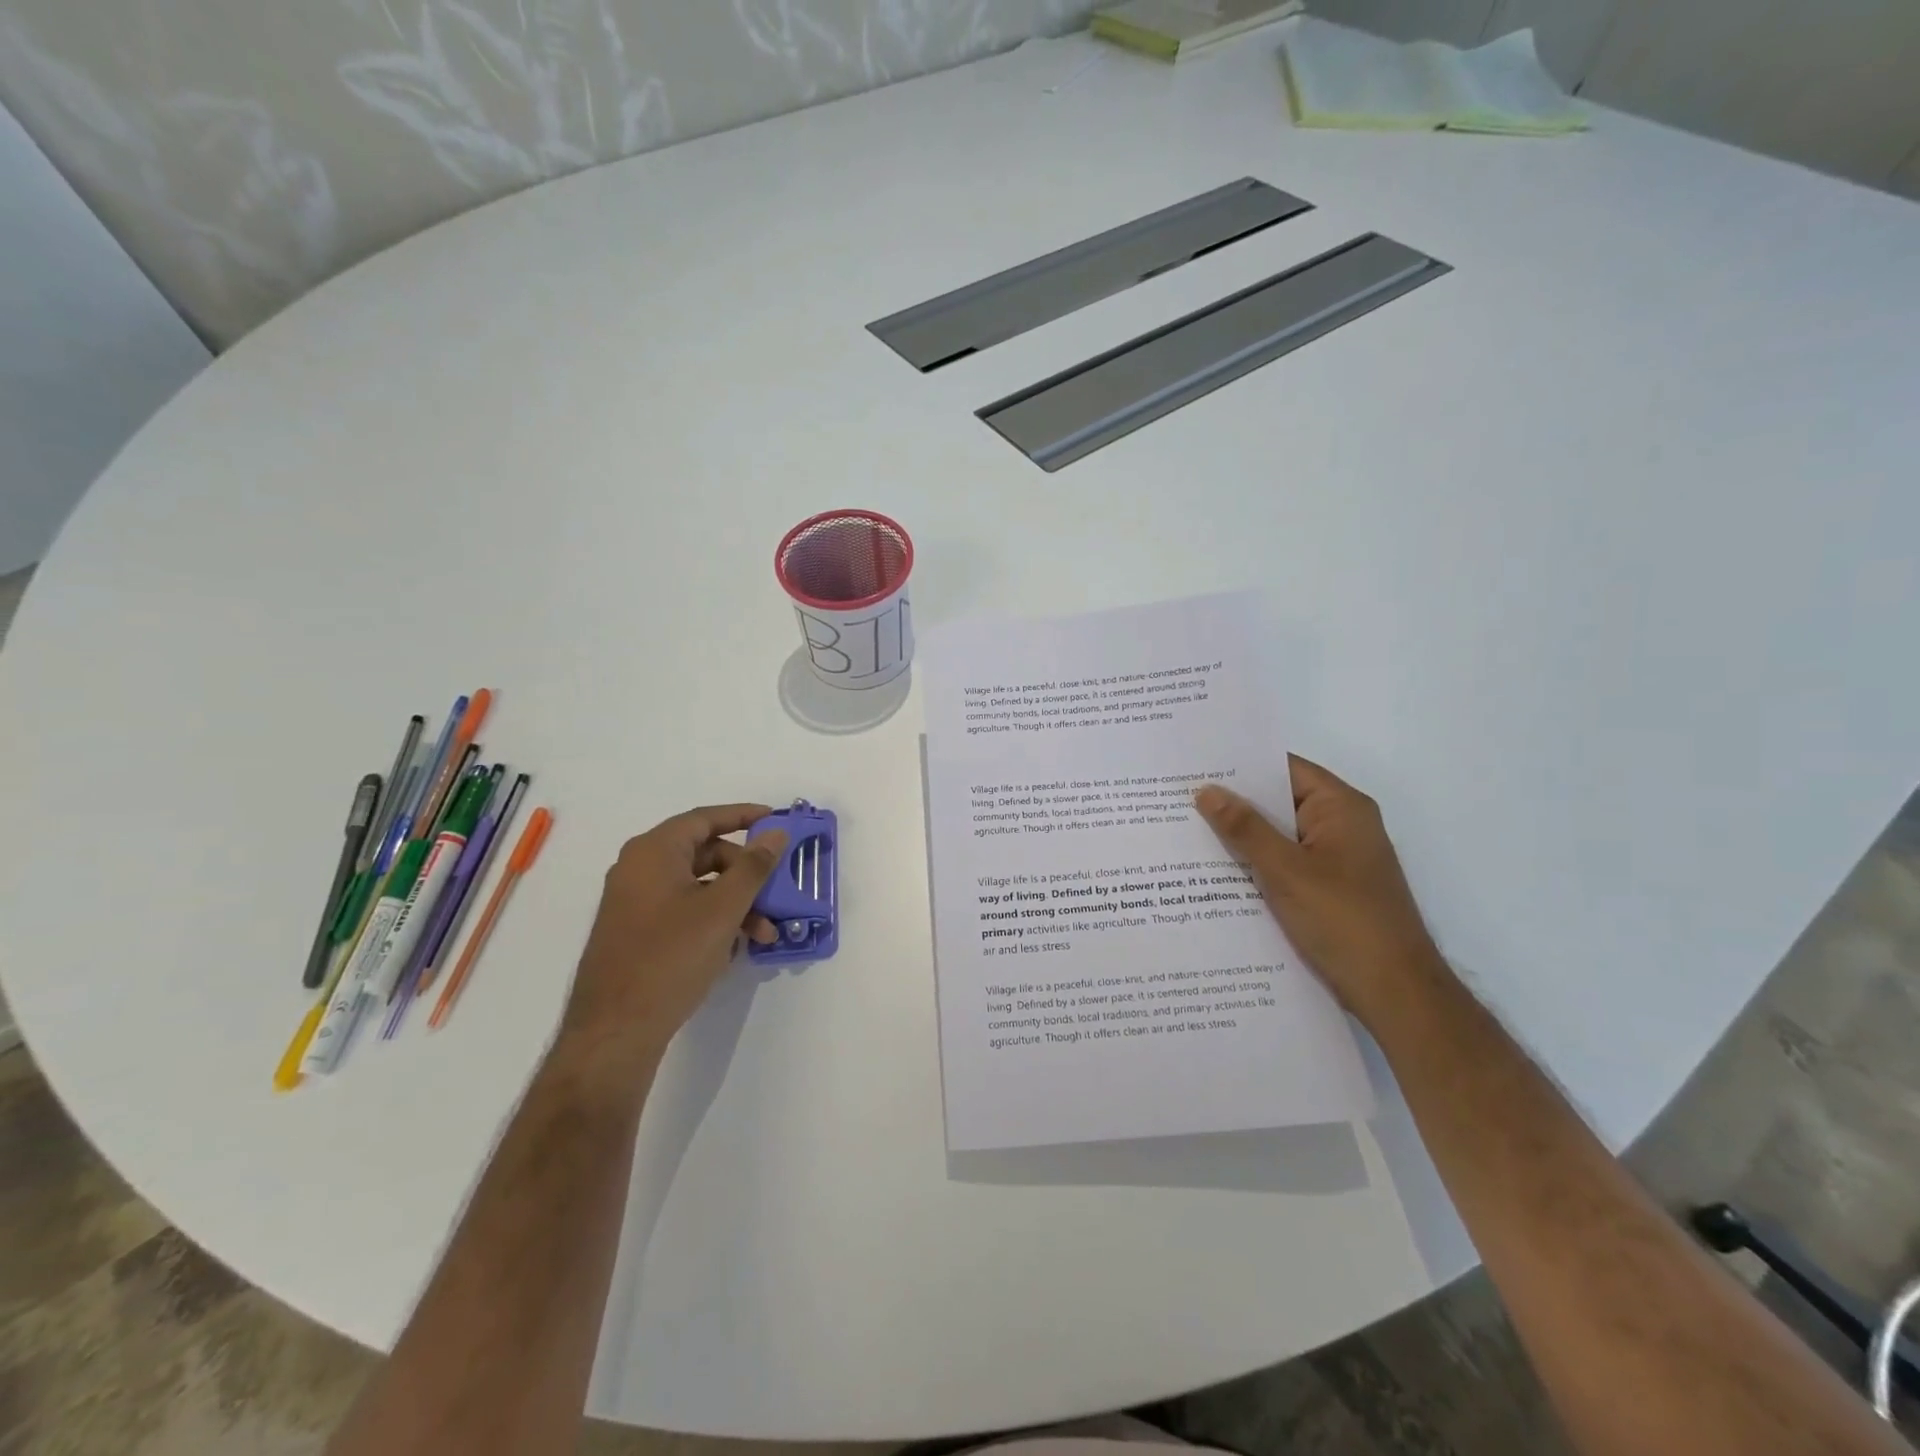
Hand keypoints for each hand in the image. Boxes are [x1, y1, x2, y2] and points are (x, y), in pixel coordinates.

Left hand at [555, 804, 788, 1088]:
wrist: (615, 1031)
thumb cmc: (671, 958)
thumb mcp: (723, 909)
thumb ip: (753, 867)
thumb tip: (775, 833)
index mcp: (653, 852)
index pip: (704, 819)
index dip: (743, 816)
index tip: (775, 820)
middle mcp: (639, 869)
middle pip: (704, 854)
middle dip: (746, 874)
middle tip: (775, 893)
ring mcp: (634, 903)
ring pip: (697, 887)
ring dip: (735, 903)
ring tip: (763, 935)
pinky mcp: (635, 933)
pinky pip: (683, 910)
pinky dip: (713, 919)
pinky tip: (734, 948)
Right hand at [1196, 758, 1443, 1024]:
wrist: (1395, 994)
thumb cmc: (1345, 921)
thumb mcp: (1286, 871)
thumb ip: (1245, 828)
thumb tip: (1206, 791)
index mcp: (1341, 808)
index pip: (1284, 768)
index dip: (1240, 764)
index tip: (1195, 765)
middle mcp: (1341, 826)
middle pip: (1279, 801)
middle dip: (1233, 802)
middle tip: (1178, 798)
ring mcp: (1336, 859)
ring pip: (1279, 836)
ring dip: (1241, 837)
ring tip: (1185, 831)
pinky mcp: (1328, 889)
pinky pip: (1284, 864)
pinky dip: (1256, 865)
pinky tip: (1216, 873)